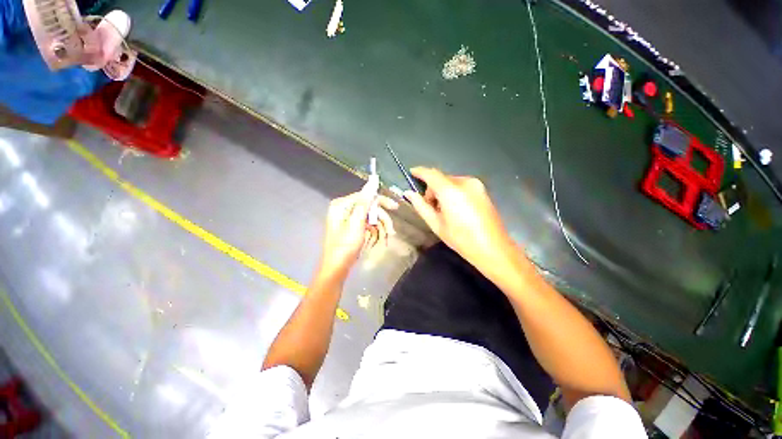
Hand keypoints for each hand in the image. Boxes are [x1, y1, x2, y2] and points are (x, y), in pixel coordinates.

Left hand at [319, 181, 397, 278]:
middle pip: (369, 207)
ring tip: (386, 238)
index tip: (395, 207)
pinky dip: (375, 232)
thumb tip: (373, 179)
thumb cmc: (345, 246)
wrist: (337, 268)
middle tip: (391, 230)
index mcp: (342, 205)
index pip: (365, 196)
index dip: (380, 201)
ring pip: (371, 217)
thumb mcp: (357, 222)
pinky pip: (368, 225)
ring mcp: (349, 219)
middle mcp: (345, 209)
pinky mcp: (353, 227)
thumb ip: (365, 201)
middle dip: (381, 219)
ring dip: (380, 227)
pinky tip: (379, 240)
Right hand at [404, 167, 512, 271]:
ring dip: (443, 192)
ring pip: (451, 182)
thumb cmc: (461, 239)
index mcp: (451, 191)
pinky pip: (461, 186)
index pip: (431, 174)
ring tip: (445, 211)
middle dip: (432, 190)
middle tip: (431, 208)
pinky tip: (456, 210)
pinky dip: (453, 193)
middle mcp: (465, 182)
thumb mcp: (436, 225)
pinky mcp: (483, 190)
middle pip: (441, 179)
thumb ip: (421, 206)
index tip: (412, 172)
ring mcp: (476, 185)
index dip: (420, 171)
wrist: (493, 248)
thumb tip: (409, 194)